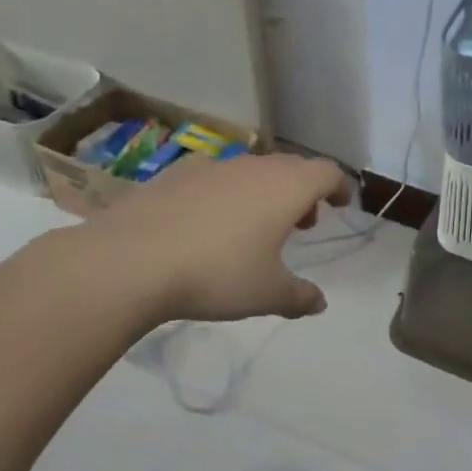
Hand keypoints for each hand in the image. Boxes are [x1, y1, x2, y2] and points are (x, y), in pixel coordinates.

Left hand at [76, 153, 352, 323]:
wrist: (129, 262)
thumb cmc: (216, 274)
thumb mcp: (268, 294)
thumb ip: (300, 297)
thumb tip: (319, 303)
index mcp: (286, 188)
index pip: (327, 172)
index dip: (340, 186)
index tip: (343, 203)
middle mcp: (253, 167)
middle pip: (291, 167)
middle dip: (304, 191)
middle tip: (305, 221)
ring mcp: (211, 167)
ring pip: (252, 171)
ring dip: (265, 192)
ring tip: (257, 226)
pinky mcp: (174, 176)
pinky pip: (216, 179)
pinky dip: (227, 195)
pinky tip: (210, 225)